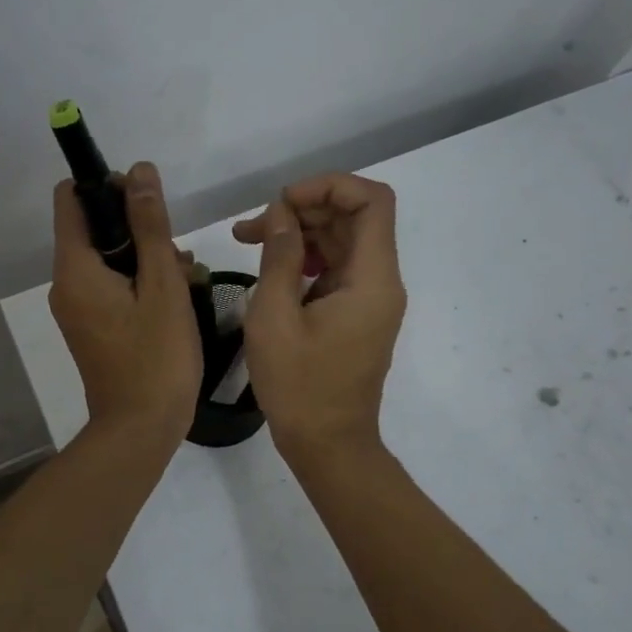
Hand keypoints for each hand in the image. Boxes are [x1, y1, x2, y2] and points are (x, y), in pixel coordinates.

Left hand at [50, 161, 202, 448]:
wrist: (140, 429)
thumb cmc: (156, 357)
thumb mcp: (162, 285)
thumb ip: (150, 226)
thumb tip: (139, 171)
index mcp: (75, 269)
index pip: (72, 199)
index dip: (106, 186)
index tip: (147, 199)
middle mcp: (67, 285)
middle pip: (95, 230)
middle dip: (138, 229)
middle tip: (177, 252)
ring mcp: (78, 309)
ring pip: (109, 261)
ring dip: (146, 258)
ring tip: (187, 279)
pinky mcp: (93, 329)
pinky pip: (112, 288)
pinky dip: (140, 284)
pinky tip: (176, 299)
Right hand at [234, 173, 405, 460]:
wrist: (328, 445)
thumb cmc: (299, 386)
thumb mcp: (274, 317)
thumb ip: (279, 256)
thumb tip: (282, 212)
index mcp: (372, 279)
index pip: (372, 201)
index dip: (329, 186)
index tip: (283, 201)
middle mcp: (381, 282)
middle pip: (354, 218)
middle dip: (304, 209)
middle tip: (253, 226)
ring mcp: (371, 299)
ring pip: (343, 241)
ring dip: (301, 233)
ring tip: (251, 240)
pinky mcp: (357, 314)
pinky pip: (337, 269)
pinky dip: (306, 258)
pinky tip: (272, 268)